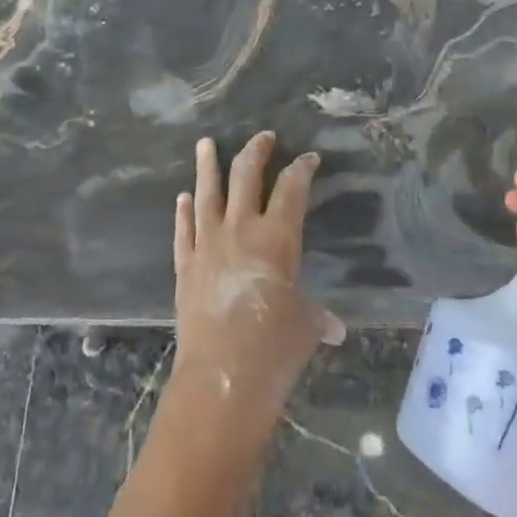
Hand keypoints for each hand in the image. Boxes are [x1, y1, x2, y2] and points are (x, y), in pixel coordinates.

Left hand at [172, 132, 343, 423]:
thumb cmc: (274, 350)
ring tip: (206, 143)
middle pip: (246, 177)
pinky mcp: (186, 265)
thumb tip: (334, 328)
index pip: (292, 189)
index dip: (302, 169)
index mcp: (277, 238)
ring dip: (207, 166)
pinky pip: (184, 230)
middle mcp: (241, 230)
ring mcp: (208, 244)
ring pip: (207, 194)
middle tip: (263, 137)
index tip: (309, 158)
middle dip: (255, 152)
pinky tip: (183, 197)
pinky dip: (183, 212)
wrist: (221, 379)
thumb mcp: (305, 328)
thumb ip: (317, 318)